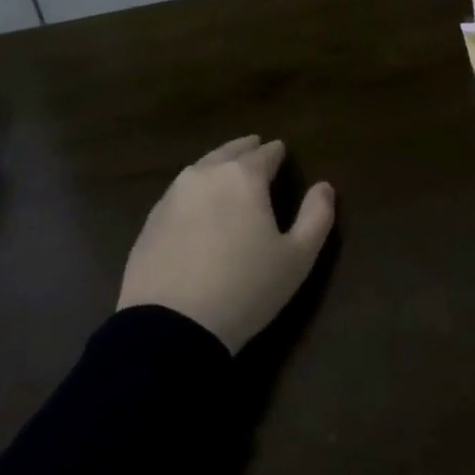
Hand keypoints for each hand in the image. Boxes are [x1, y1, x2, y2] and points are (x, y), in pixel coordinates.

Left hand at [118, 136, 334, 353]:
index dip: (276, 152)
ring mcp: (172, 196)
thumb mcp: (297, 257)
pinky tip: (198, 204)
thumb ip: (317, 216)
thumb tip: (324, 186)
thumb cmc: (245, 288)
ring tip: (227, 171)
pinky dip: (194, 190)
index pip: (265, 153)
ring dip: (217, 164)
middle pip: (229, 152)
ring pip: (200, 168)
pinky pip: (179, 193)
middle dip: (245, 149)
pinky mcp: (150, 221)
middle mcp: (205, 175)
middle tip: (255, 147)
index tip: (281, 151)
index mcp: (243, 177)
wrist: (171, 326)